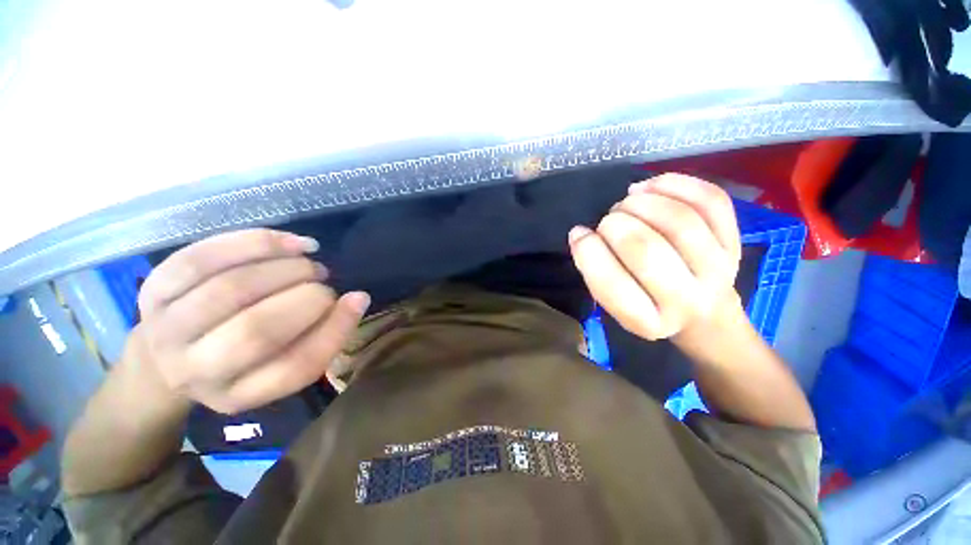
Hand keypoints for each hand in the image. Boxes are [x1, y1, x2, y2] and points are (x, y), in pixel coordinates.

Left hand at [126, 229, 369, 414]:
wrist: (166, 356)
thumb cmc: (241, 360)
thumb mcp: (283, 364)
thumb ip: (325, 335)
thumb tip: (358, 299)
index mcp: (237, 396)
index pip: (294, 368)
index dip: (335, 328)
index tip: (357, 298)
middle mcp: (194, 372)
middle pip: (257, 330)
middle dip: (308, 296)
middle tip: (325, 279)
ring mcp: (166, 329)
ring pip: (232, 287)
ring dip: (286, 267)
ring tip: (308, 260)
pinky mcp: (152, 289)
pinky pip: (206, 257)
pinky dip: (257, 244)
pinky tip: (290, 244)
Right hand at [568, 174, 742, 342]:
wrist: (705, 313)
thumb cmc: (648, 305)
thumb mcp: (615, 304)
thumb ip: (595, 272)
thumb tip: (581, 233)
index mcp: (647, 321)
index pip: (611, 284)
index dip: (588, 251)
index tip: (578, 234)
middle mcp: (686, 300)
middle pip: (647, 249)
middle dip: (615, 224)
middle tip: (607, 220)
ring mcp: (717, 269)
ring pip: (679, 221)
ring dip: (641, 202)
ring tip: (627, 203)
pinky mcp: (734, 240)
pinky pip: (709, 200)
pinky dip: (673, 184)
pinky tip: (649, 187)